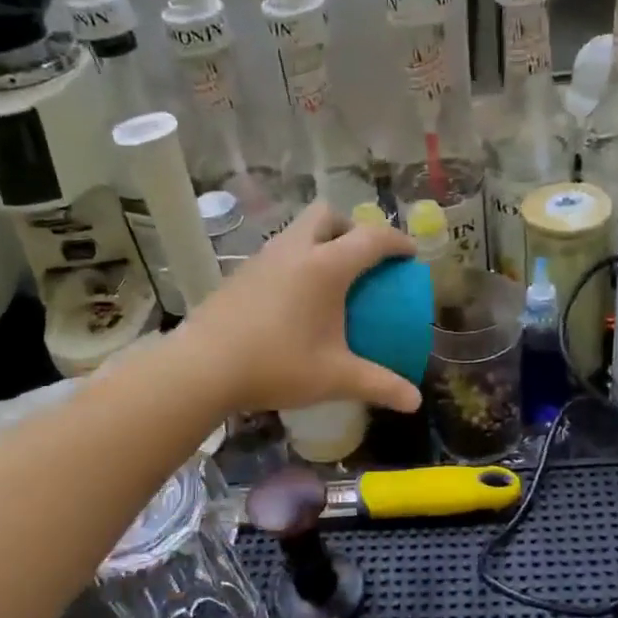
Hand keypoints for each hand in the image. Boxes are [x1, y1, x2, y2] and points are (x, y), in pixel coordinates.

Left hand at [179, 202, 421, 414]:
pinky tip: (293, 300)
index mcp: (326, 266)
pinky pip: (277, 253)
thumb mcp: (335, 377)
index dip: (396, 242)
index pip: (371, 238)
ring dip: (319, 242)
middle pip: (328, 215)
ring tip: (329, 279)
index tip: (409, 255)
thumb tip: (415, 402)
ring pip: (297, 231)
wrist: (203, 367)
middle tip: (362, 259)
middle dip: (351, 228)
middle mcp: (294, 250)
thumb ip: (379, 385)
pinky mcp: (239, 273)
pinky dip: (295, 262)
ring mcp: (262, 259)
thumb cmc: (277, 365)